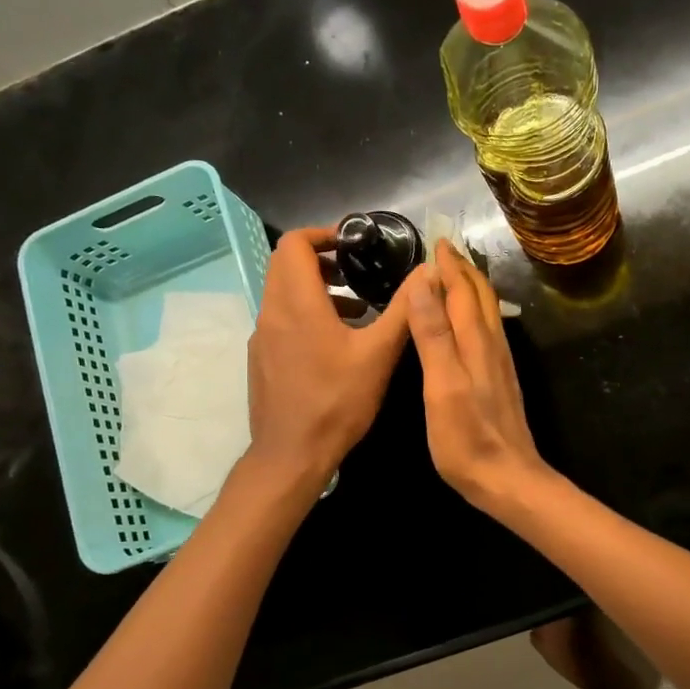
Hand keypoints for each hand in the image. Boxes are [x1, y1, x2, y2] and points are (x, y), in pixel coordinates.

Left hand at [245, 227, 411, 485]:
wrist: (291, 454)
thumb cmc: (337, 401)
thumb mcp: (379, 354)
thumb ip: (404, 310)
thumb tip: (427, 273)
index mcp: (297, 303)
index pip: (294, 244)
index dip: (323, 234)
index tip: (353, 244)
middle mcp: (272, 312)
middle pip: (286, 265)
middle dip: (322, 260)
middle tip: (358, 272)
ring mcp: (262, 337)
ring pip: (284, 293)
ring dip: (317, 289)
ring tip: (358, 310)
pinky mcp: (262, 359)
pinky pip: (282, 320)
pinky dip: (307, 314)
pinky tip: (338, 345)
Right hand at [403, 241, 552, 514]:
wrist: (508, 479)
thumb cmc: (467, 438)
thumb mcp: (442, 386)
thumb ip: (434, 335)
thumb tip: (424, 284)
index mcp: (475, 342)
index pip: (462, 291)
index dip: (449, 265)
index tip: (437, 240)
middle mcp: (492, 345)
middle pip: (479, 296)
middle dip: (463, 270)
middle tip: (445, 250)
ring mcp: (499, 364)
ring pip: (486, 313)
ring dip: (471, 288)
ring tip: (455, 276)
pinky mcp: (499, 381)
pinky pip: (487, 331)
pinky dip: (475, 313)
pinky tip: (468, 323)